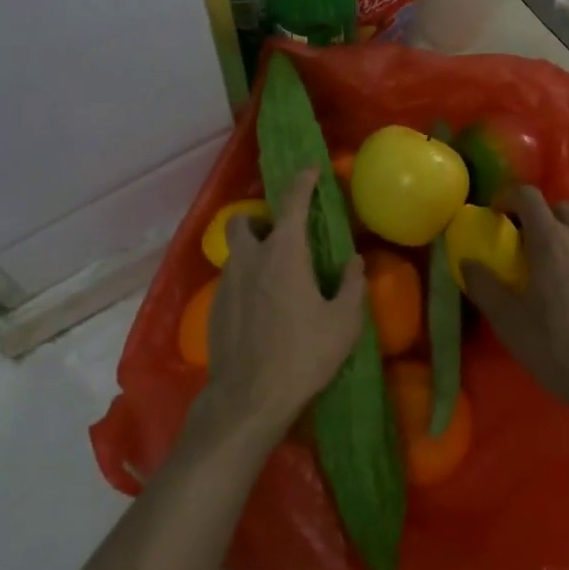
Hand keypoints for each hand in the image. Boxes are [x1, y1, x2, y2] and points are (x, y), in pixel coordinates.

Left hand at [196, 169, 367, 444]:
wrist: (248, 399)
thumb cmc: (303, 355)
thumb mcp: (343, 322)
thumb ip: (351, 285)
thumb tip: (354, 262)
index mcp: (283, 252)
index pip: (292, 202)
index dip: (303, 181)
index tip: (311, 170)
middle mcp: (250, 258)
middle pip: (243, 220)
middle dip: (259, 219)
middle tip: (282, 238)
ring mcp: (226, 283)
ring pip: (236, 253)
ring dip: (253, 253)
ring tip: (276, 280)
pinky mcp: (214, 309)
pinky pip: (231, 281)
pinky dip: (246, 282)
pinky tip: (262, 311)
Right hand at [462, 186, 568, 423]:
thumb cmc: (555, 346)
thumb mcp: (507, 319)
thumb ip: (483, 285)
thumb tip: (468, 262)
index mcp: (551, 241)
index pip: (529, 196)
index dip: (507, 198)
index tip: (493, 216)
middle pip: (558, 207)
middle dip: (535, 215)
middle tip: (516, 240)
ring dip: (557, 234)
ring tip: (539, 265)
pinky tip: (564, 289)